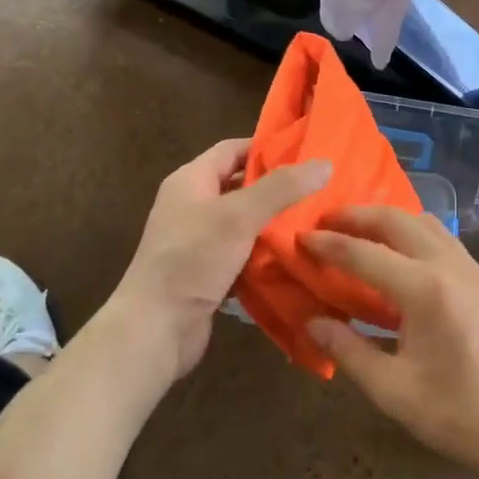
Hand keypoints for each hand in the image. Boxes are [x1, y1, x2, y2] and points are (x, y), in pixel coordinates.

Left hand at [103, 139, 329, 384]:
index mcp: (191, 180)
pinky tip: (295, 257)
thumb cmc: (193, 259)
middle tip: (320, 190)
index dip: (267, 148)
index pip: (233, 150)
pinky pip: (241, 254)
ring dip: (274, 223)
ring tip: (316, 222)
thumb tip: (325, 163)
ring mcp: (197, 241)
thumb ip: (281, 188)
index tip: (307, 155)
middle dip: (277, 188)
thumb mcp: (239, 215)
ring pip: (244, 222)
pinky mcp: (206, 273)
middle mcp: (192, 205)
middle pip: (240, 186)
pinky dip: (264, 254)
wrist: (154, 329)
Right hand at [303, 207, 478, 478]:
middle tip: (324, 222)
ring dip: (386, 219)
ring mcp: (470, 267)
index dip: (327, 244)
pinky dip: (412, 232)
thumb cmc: (458, 415)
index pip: (363, 253)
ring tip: (358, 233)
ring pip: (422, 221)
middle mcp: (448, 265)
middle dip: (356, 215)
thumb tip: (312, 321)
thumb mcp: (393, 390)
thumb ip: (347, 351)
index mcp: (424, 289)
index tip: (298, 238)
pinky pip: (441, 236)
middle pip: (395, 219)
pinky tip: (398, 256)